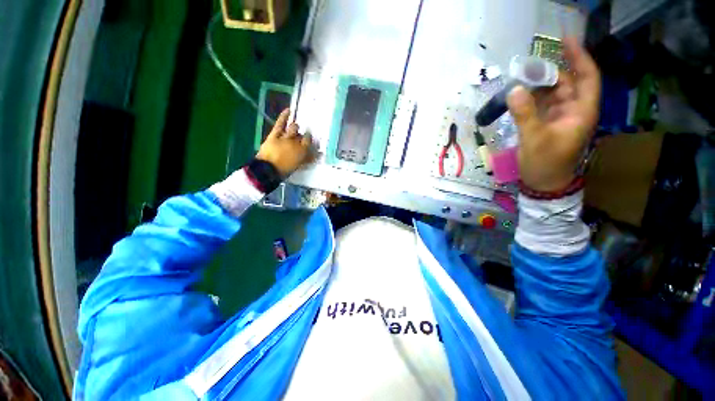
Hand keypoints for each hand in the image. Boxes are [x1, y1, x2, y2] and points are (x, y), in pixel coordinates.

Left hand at [256, 109, 312, 176]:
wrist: (268, 169)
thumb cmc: (284, 170)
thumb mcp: (298, 165)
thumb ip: (307, 159)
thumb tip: (317, 154)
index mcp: (303, 151)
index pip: (309, 141)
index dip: (309, 140)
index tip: (309, 142)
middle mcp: (296, 142)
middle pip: (302, 135)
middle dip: (303, 136)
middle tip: (302, 138)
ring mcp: (285, 137)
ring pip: (294, 128)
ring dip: (295, 128)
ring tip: (295, 128)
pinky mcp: (275, 134)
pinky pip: (280, 123)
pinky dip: (284, 116)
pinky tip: (288, 110)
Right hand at [507, 37, 600, 191]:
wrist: (543, 183)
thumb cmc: (545, 163)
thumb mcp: (534, 139)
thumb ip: (524, 114)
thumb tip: (513, 90)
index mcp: (581, 112)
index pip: (587, 77)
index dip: (579, 57)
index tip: (565, 40)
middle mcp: (573, 110)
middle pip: (567, 82)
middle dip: (549, 71)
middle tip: (526, 66)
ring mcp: (560, 117)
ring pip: (552, 93)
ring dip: (537, 85)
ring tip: (519, 78)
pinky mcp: (547, 124)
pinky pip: (541, 104)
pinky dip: (531, 98)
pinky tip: (518, 95)